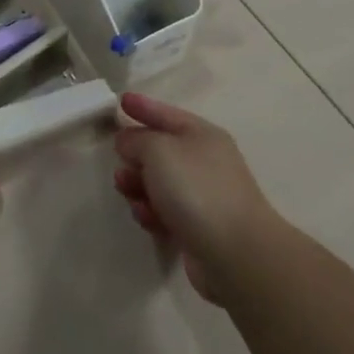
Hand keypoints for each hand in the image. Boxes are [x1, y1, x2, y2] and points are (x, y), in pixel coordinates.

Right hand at [112, 93, 278, 303]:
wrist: (236, 253)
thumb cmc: (196, 189)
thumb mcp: (158, 149)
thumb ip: (137, 139)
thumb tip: (128, 141)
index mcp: (202, 135)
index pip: (166, 113)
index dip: (143, 106)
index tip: (120, 101)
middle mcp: (205, 162)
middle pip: (161, 150)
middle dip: (135, 154)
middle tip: (118, 160)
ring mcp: (204, 196)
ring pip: (159, 183)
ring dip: (138, 184)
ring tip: (125, 189)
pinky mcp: (198, 228)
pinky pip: (165, 212)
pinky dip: (151, 211)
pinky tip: (145, 216)